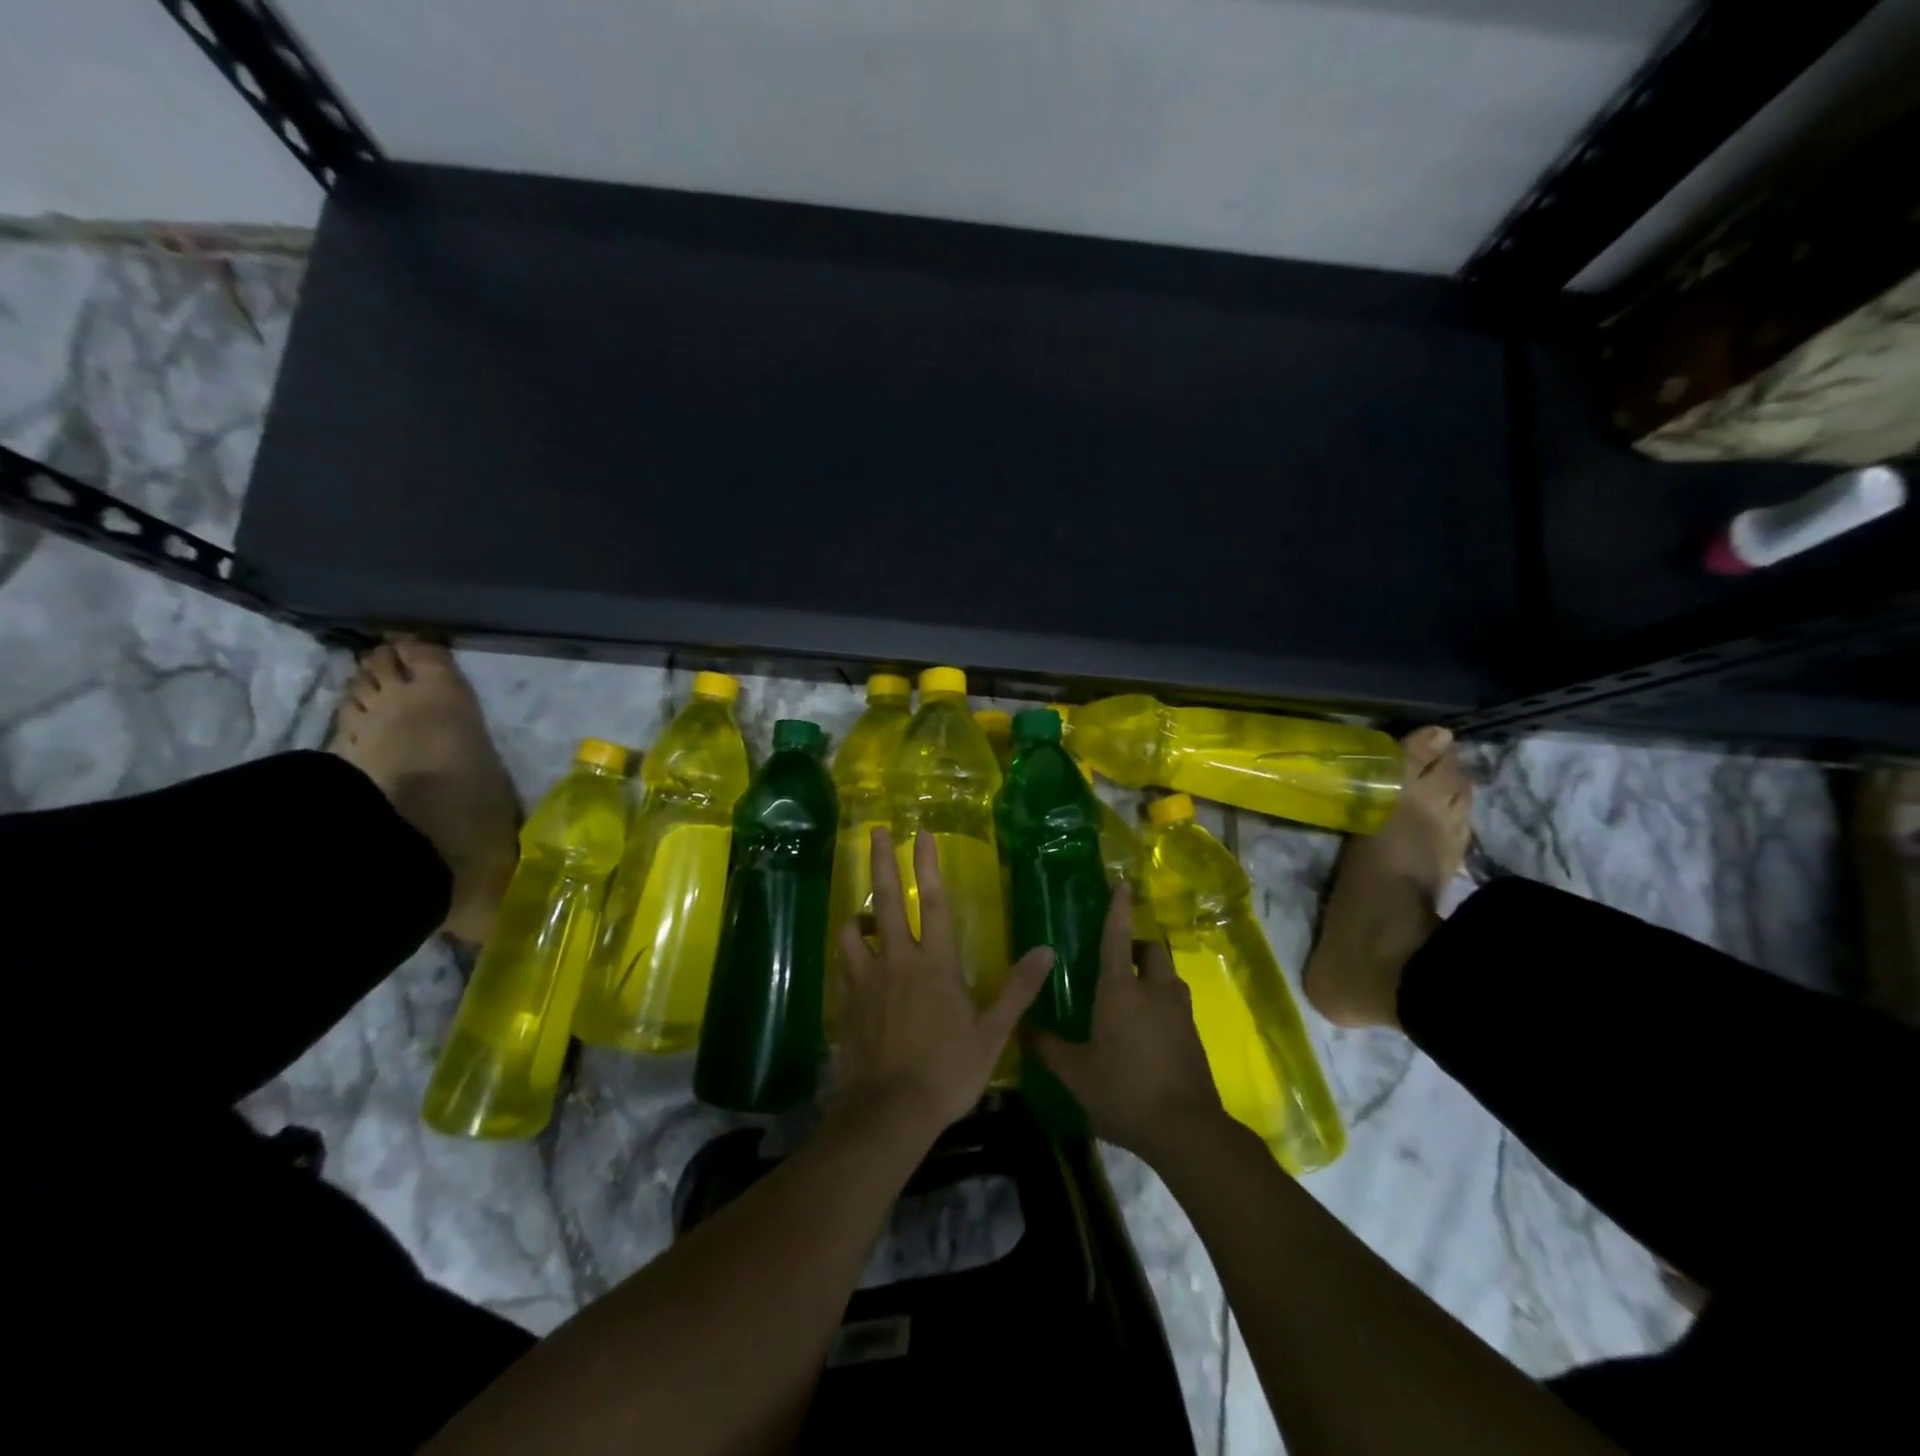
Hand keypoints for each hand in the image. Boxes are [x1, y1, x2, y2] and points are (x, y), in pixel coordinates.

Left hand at [831, 827, 1054, 1140]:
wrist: (889, 1111)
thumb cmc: (948, 1071)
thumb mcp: (993, 1034)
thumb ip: (1018, 989)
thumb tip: (1046, 951)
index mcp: (935, 963)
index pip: (933, 901)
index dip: (928, 865)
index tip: (921, 834)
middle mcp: (897, 960)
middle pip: (886, 900)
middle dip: (881, 862)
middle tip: (875, 832)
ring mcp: (866, 979)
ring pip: (853, 930)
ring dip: (857, 914)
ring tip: (861, 912)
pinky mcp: (846, 1001)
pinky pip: (842, 965)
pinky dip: (847, 955)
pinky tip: (851, 962)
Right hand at [1031, 890, 1228, 1164]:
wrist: (1186, 1130)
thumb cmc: (1123, 1091)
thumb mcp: (1076, 1073)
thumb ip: (1047, 1047)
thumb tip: (1022, 1027)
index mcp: (1121, 990)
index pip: (1118, 937)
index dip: (1118, 909)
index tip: (1121, 885)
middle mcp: (1154, 991)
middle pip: (1152, 950)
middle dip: (1138, 947)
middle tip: (1118, 962)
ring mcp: (1180, 1012)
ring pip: (1168, 977)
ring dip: (1153, 975)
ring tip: (1132, 996)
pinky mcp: (1194, 1035)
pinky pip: (1176, 1004)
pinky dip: (1163, 1004)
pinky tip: (1147, 1030)